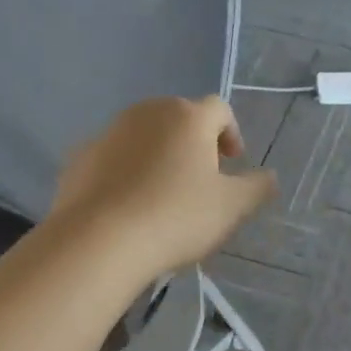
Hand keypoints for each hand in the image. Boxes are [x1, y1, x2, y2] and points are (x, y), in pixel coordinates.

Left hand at [51, 96, 276, 280]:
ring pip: (143, 136)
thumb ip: (257, 187)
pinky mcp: (80, 157)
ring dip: (158, 155)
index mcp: (188, 117)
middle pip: (179, 118)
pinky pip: (113, 157)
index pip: (219, 109)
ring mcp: (109, 132)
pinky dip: (125, 172)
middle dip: (194, 143)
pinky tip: (128, 205)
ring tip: (163, 194)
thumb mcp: (231, 207)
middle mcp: (147, 113)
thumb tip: (270, 176)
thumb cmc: (177, 217)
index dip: (231, 133)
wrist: (100, 240)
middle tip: (201, 179)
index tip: (232, 163)